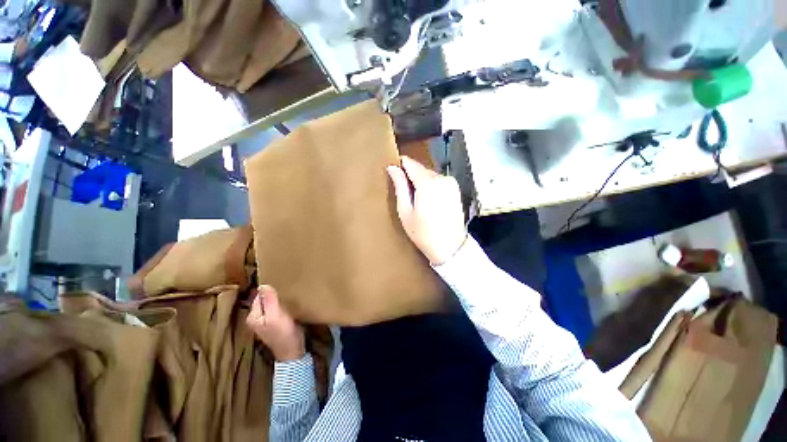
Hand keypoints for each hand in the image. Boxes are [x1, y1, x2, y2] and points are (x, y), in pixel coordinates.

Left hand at [246, 285, 304, 361]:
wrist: (293, 350)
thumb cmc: (284, 332)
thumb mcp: (276, 315)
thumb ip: (269, 300)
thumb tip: (262, 285)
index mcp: (253, 316)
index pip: (259, 296)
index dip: (269, 290)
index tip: (281, 285)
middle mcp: (257, 318)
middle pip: (265, 300)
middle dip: (274, 294)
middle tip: (286, 288)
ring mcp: (266, 322)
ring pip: (272, 304)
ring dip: (279, 299)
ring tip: (289, 294)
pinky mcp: (276, 323)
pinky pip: (277, 309)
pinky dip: (282, 305)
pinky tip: (289, 303)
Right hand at [387, 156, 466, 264]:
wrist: (450, 247)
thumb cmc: (423, 233)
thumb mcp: (405, 212)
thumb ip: (400, 187)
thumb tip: (392, 168)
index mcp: (427, 183)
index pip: (410, 163)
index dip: (400, 165)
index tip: (393, 172)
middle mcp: (441, 178)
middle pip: (421, 169)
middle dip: (411, 176)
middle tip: (405, 193)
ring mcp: (451, 183)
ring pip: (430, 174)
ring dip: (421, 182)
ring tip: (417, 200)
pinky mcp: (456, 189)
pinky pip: (439, 181)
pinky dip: (431, 186)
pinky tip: (429, 201)